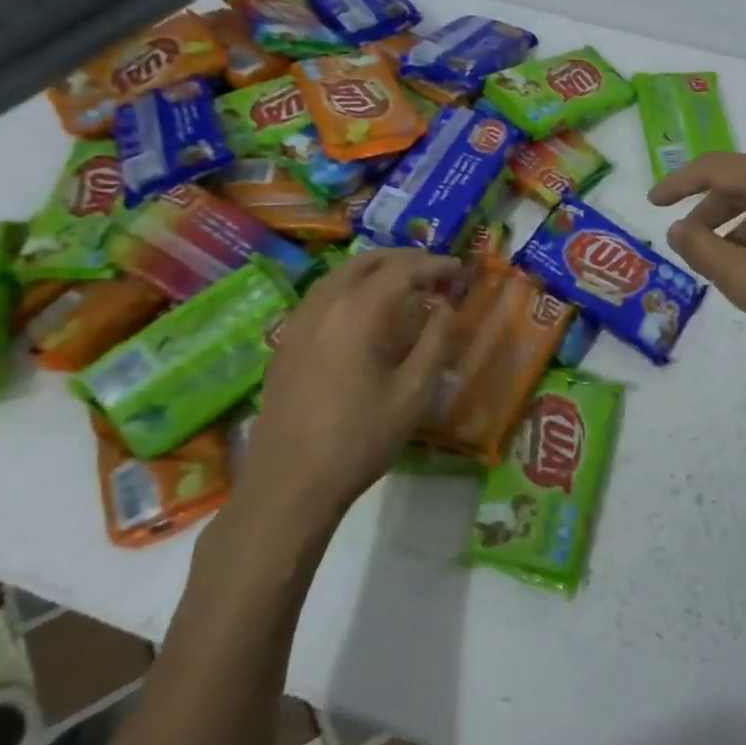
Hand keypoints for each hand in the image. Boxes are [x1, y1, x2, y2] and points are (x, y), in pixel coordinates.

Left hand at [240, 249, 457, 530]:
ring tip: (403, 282)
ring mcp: (298, 324)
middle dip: (403, 259)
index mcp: (356, 312)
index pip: (401, 270)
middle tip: (434, 269)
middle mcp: (323, 305)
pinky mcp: (285, 345)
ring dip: (374, 270)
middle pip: (365, 262)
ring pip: (338, 275)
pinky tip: (364, 312)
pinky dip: (350, 288)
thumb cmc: (360, 439)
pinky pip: (322, 297)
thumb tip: (445, 309)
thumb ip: (435, 342)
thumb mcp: (414, 393)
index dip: (434, 265)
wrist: (289, 484)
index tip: (460, 270)